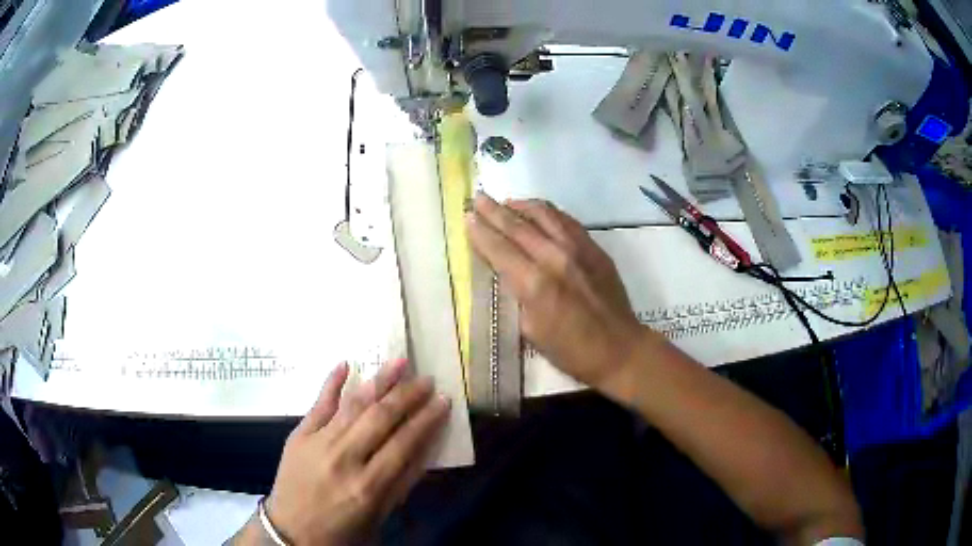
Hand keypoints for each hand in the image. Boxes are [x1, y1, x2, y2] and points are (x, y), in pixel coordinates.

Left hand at [265, 360, 449, 544]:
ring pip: (353, 405)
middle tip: (427, 379)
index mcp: (368, 486)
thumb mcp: (379, 517)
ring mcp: (318, 443)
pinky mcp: (299, 435)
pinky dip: (331, 383)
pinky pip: (318, 404)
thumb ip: (401, 483)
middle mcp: (344, 459)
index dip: (426, 420)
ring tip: (399, 362)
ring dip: (378, 381)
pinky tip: (346, 364)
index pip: (404, 443)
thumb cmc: (341, 531)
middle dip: (408, 395)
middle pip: (381, 418)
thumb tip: (424, 449)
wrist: (290, 533)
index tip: (443, 401)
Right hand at [467, 194, 644, 389]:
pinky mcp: (594, 247)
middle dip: (493, 211)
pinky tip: (538, 211)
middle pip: (517, 226)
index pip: (499, 249)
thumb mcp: (532, 331)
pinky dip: (547, 211)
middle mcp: (554, 257)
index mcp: (535, 284)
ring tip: (505, 201)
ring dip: (520, 205)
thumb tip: (507, 273)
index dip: (480, 232)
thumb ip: (517, 296)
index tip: (467, 217)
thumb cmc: (571, 351)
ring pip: (544, 215)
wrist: (620, 348)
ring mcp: (578, 248)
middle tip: (477, 198)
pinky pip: (566, 220)